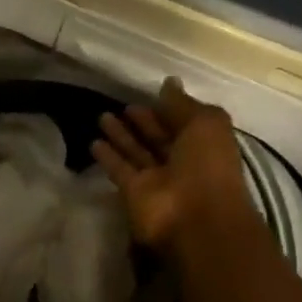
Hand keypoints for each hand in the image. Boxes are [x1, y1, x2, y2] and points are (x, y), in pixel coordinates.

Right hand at [92, 79, 262, 256]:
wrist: (196, 219)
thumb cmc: (207, 166)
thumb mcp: (205, 124)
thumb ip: (182, 104)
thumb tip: (169, 82)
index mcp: (204, 144)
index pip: (183, 122)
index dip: (167, 109)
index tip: (148, 94)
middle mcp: (181, 161)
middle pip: (158, 138)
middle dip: (142, 122)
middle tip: (122, 106)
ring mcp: (157, 179)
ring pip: (136, 153)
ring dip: (121, 136)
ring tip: (102, 116)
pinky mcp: (134, 192)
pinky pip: (120, 170)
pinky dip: (108, 157)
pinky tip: (94, 142)